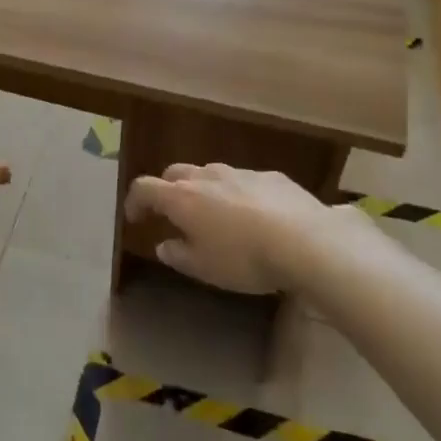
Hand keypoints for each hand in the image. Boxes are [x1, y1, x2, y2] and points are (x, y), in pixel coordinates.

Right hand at [124, 164, 365, 294]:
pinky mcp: (272, 177)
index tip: (134, 218)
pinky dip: (238, 194)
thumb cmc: (244, 258)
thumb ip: (179, 255)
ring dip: (204, 190)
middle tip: (172, 213)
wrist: (306, 241)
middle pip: (175, 173)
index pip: (144, 188)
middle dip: (168, 189)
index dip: (134, 201)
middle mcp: (207, 176)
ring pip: (211, 174)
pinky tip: (255, 216)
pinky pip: (244, 181)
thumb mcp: (204, 268)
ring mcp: (240, 172)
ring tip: (215, 215)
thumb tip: (163, 245)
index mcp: (182, 198)